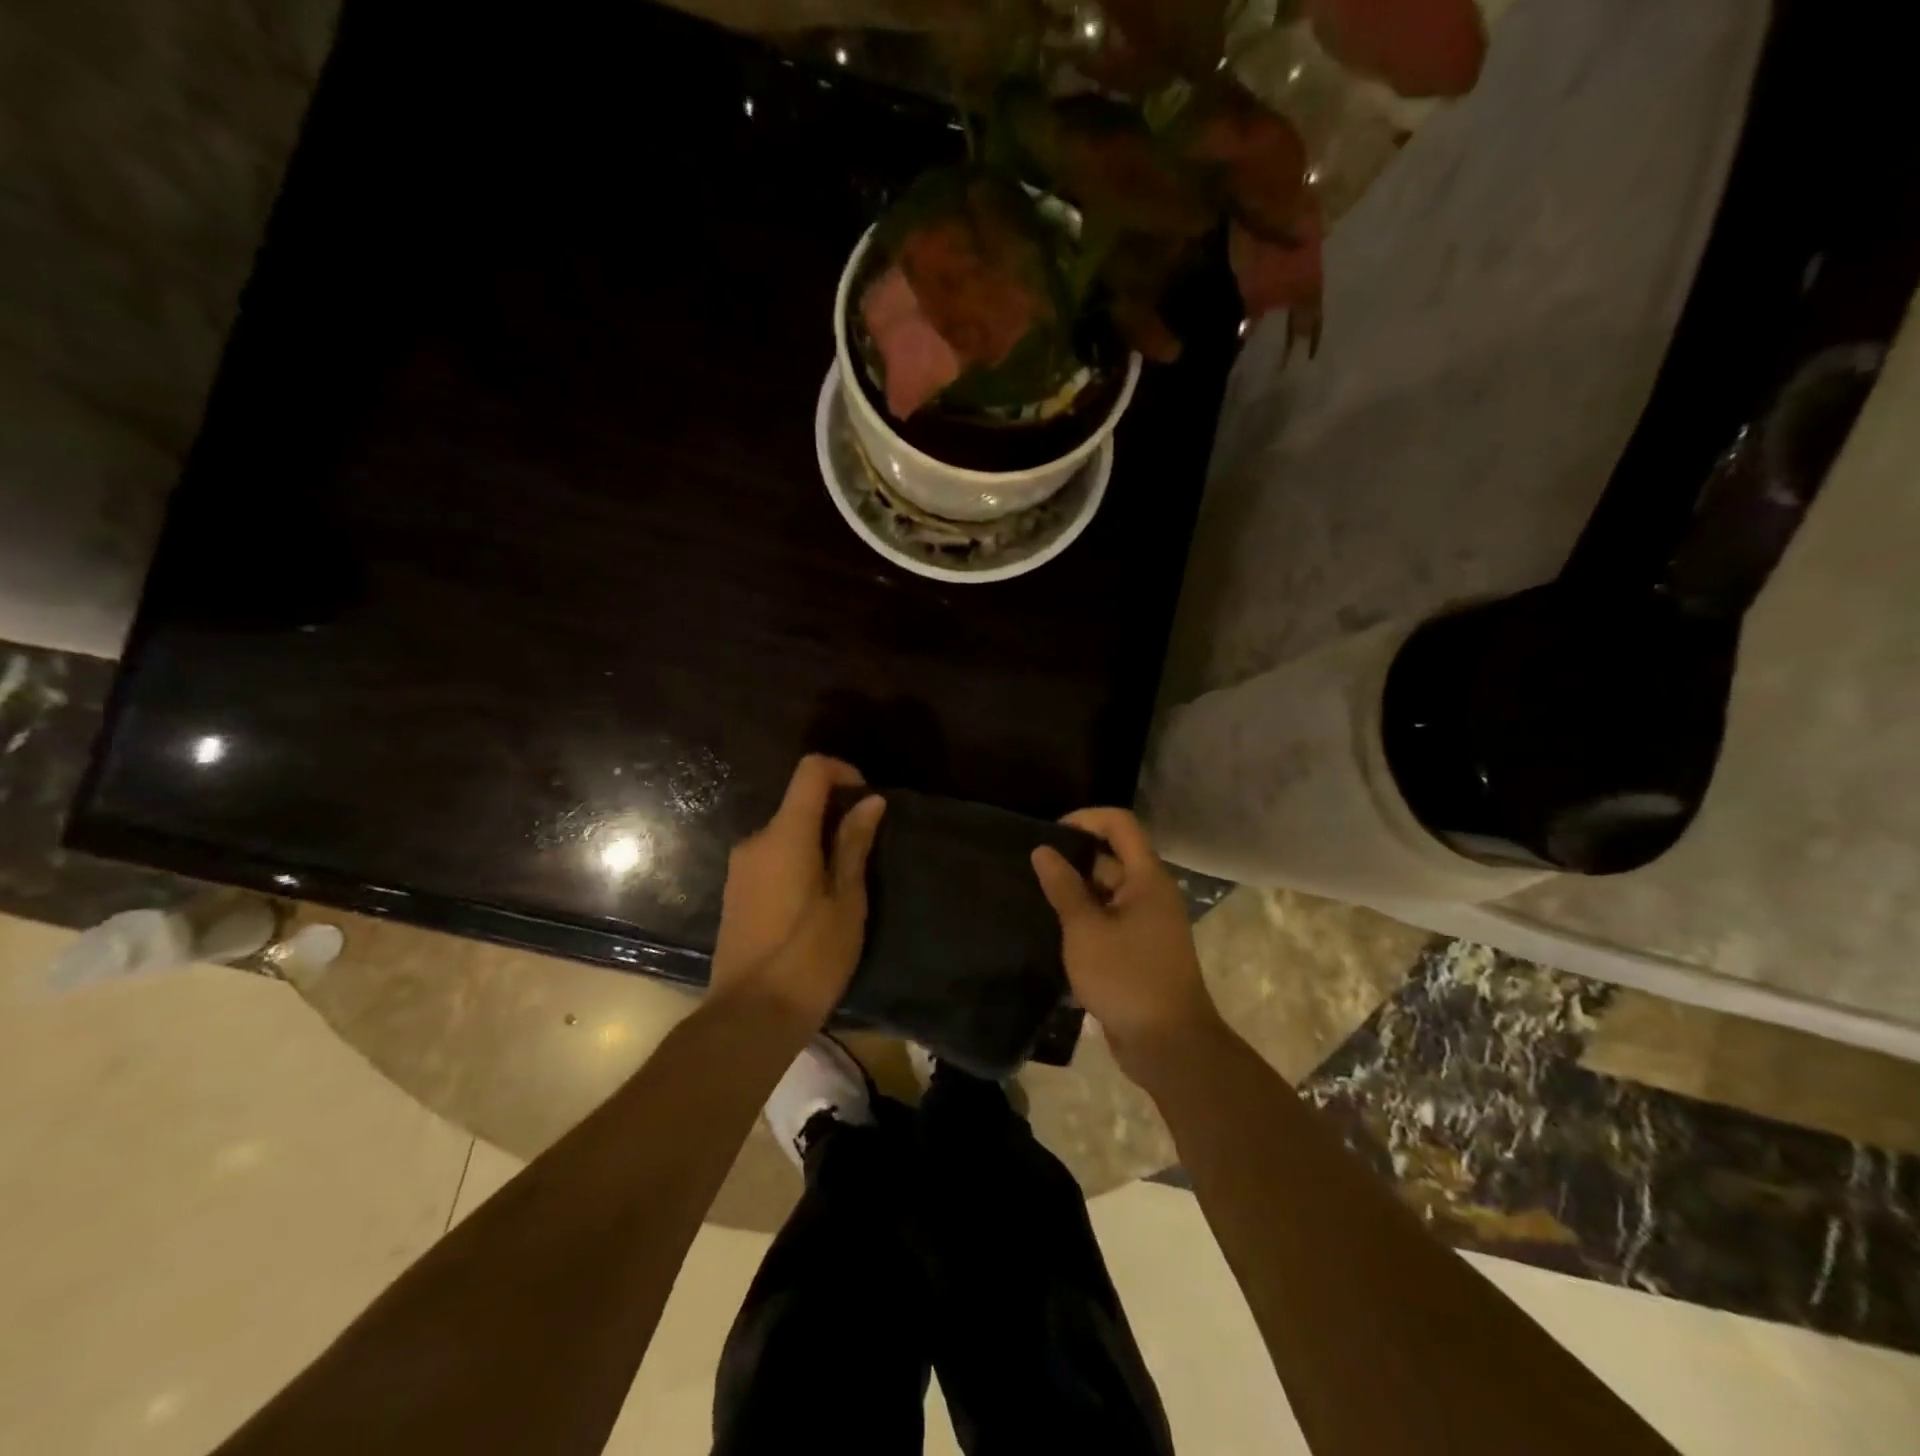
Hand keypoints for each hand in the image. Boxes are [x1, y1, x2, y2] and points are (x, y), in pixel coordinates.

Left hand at [710, 755, 885, 1031]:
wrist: (750, 1016)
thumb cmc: (810, 958)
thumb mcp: (846, 901)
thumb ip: (854, 844)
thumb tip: (871, 801)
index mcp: (785, 836)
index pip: (810, 771)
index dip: (842, 771)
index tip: (867, 798)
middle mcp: (756, 840)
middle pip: (798, 803)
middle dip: (834, 814)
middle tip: (866, 851)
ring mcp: (740, 867)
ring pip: (786, 833)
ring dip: (817, 841)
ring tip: (845, 882)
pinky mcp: (735, 891)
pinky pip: (772, 857)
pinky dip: (798, 860)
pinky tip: (816, 900)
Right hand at [1031, 808, 1224, 1082]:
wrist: (1169, 1045)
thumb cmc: (1128, 978)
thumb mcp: (1086, 930)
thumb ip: (1064, 888)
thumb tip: (1043, 850)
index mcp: (1147, 878)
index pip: (1120, 824)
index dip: (1085, 818)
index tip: (1049, 833)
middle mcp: (1150, 893)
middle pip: (1111, 857)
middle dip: (1072, 858)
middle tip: (1030, 868)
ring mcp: (1145, 923)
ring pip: (1106, 891)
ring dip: (1074, 891)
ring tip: (1033, 895)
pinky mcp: (1137, 950)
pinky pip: (1108, 919)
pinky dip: (1083, 918)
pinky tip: (1051, 928)